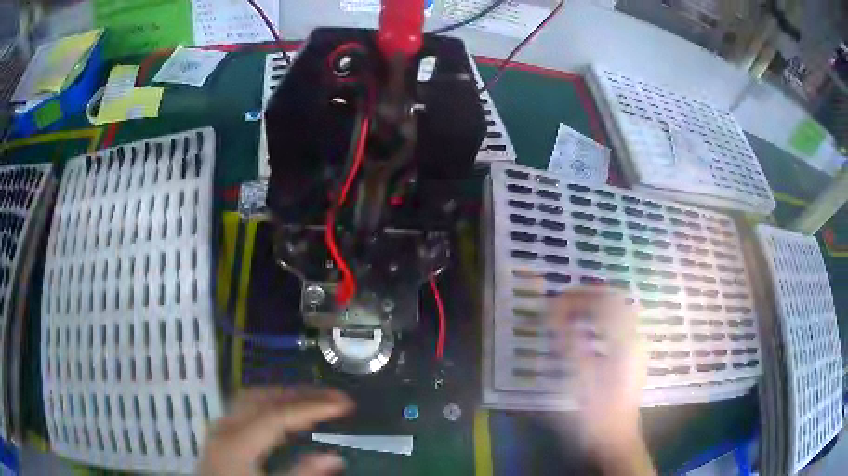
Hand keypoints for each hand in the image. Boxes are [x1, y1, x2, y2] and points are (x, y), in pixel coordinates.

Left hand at [197, 386, 354, 475]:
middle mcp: (224, 427)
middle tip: (335, 397)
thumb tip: (334, 457)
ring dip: (286, 395)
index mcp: (235, 443)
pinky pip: (247, 407)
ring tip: (316, 400)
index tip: (345, 404)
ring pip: (253, 397)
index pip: (277, 415)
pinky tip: (288, 416)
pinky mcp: (220, 433)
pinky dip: (272, 404)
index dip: (312, 407)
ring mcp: (219, 427)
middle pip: (263, 397)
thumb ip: (301, 475)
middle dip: (301, 394)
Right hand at [551, 288, 653, 474]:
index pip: (606, 301)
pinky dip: (599, 322)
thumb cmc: (596, 413)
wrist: (616, 438)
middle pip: (615, 301)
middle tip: (561, 304)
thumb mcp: (579, 379)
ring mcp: (636, 347)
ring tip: (568, 316)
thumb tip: (553, 313)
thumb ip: (568, 343)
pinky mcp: (632, 357)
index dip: (579, 296)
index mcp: (625, 342)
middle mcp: (634, 338)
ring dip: (593, 308)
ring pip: (617, 313)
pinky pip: (617, 328)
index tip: (555, 302)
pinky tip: (583, 335)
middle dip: (587, 298)